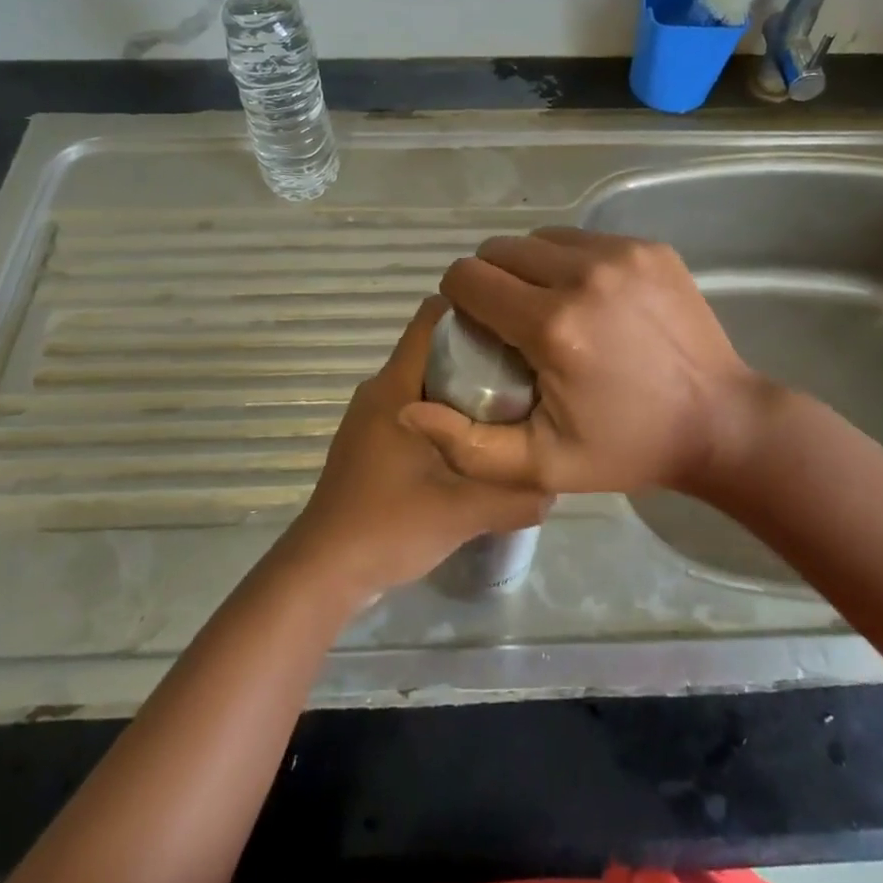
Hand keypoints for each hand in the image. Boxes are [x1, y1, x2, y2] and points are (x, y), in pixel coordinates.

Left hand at [279, 297, 550, 600]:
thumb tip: (557, 483)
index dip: (473, 311)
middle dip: (479, 353)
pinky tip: (476, 443)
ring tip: (511, 407)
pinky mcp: (370, 441)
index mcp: (395, 387)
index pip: (431, 320)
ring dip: (464, 388)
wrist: (325, 571)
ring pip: (426, 382)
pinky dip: (446, 413)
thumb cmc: (388, 525)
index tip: (515, 326)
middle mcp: (380, 391)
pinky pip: (415, 408)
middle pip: (434, 350)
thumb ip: (514, 496)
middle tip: (527, 373)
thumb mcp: (462, 512)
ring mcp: (371, 417)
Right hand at [401, 228, 776, 498]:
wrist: (721, 422)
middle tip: (509, 321)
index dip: (459, 301)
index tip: (475, 330)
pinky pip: (582, 239)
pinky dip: (569, 261)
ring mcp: (622, 254)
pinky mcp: (649, 247)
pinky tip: (587, 298)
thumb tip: (410, 407)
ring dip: (528, 266)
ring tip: (546, 306)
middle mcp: (584, 275)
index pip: (468, 278)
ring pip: (540, 238)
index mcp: (552, 326)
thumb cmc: (626, 448)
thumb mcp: (541, 466)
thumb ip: (467, 444)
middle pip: (500, 250)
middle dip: (490, 280)